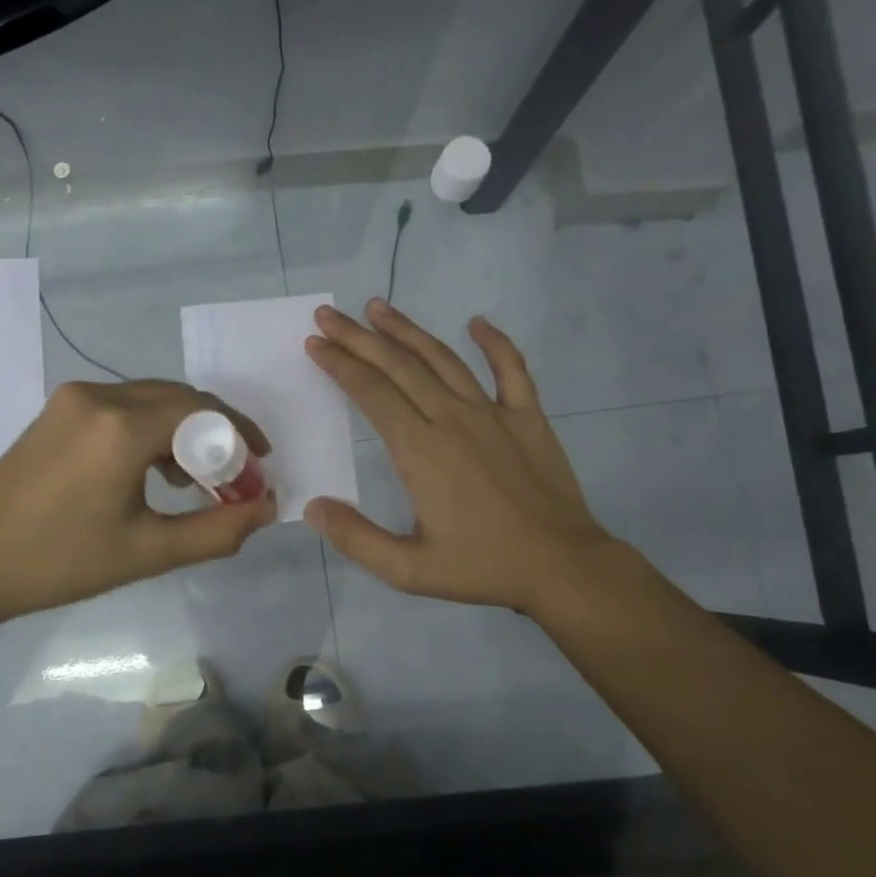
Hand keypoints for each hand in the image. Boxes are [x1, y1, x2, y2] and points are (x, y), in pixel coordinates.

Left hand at [0, 379, 276, 630]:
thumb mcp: (148, 552)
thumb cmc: (60, 562)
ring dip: (183, 430)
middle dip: (215, 433)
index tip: (260, 467)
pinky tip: (153, 469)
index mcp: (122, 427)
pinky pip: (122, 406)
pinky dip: (150, 428)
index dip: (240, 436)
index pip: (203, 412)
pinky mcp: (58, 410)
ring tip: (195, 480)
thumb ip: (217, 530)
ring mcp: (73, 399)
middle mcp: (99, 396)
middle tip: (233, 477)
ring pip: (151, 399)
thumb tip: (267, 508)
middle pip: (179, 398)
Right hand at [302, 299, 623, 614]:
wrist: (562, 566)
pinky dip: (495, 343)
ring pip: (443, 359)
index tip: (315, 344)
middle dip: (359, 338)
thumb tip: (313, 508)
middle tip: (329, 315)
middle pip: (399, 366)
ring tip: (378, 307)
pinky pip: (512, 369)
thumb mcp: (409, 569)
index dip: (340, 365)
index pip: (371, 394)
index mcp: (420, 450)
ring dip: (407, 331)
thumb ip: (357, 539)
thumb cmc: (483, 567)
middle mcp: (452, 419)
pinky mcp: (528, 417)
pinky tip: (477, 323)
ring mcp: (494, 413)